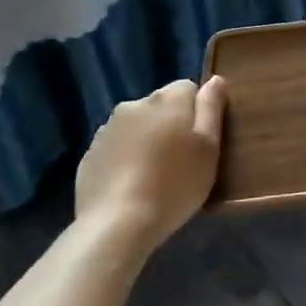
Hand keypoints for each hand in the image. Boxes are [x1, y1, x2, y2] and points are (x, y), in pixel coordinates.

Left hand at [75, 76, 227, 253]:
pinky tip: (131, 187)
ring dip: (146, 141)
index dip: (198, 113)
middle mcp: (134, 105)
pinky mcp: (89, 155)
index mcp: (167, 100)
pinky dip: (125, 160)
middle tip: (180, 161)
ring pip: (136, 127)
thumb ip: (212, 109)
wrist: (116, 225)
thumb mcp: (208, 148)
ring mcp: (107, 129)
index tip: (200, 141)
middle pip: (160, 107)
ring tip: (154, 177)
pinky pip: (116, 149)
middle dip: (170, 125)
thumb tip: (215, 80)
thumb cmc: (174, 184)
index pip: (188, 88)